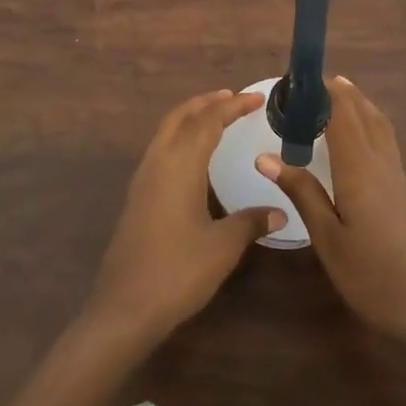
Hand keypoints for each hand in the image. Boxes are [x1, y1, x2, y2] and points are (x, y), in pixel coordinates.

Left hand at [86, 89, 283, 348]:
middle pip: (179, 118)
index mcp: (179, 166)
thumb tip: (280, 211)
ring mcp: (142, 181)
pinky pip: (159, 151)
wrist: (124, 307)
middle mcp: (157, 164)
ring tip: (215, 117)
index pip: (208, 122)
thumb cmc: (178, 272)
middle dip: (206, 102)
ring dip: (190, 118)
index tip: (257, 98)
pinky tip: (192, 157)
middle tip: (233, 97)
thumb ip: (251, 222)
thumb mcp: (223, 247)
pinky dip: (179, 138)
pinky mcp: (137, 198)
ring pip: (165, 133)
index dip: (233, 106)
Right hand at [259, 77, 405, 365]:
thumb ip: (301, 191)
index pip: (342, 114)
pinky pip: (384, 139)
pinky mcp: (401, 187)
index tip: (297, 79)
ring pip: (378, 124)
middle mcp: (380, 162)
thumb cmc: (368, 274)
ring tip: (333, 92)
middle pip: (363, 113)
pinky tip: (357, 132)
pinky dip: (369, 121)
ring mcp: (395, 174)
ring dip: (358, 102)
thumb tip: (265, 156)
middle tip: (308, 83)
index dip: (323, 92)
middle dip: (339, 91)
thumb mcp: (326, 237)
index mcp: (359, 168)